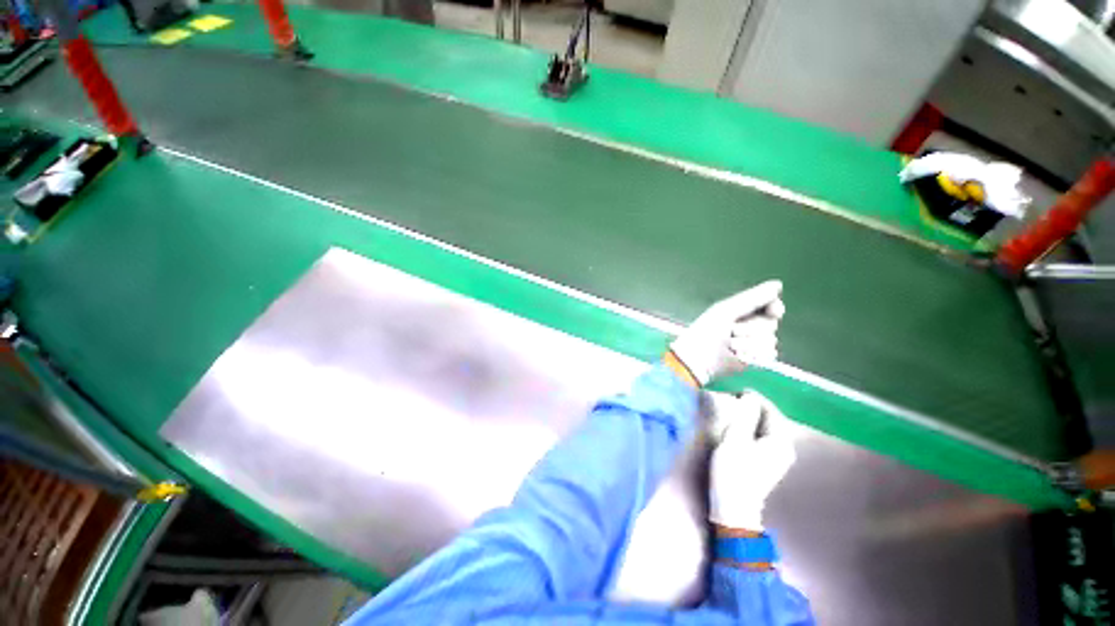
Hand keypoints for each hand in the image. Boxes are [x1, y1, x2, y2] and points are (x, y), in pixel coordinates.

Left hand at [669, 281, 783, 385]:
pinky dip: (753, 354)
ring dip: (748, 343)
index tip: (774, 311)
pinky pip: (769, 354)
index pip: (771, 305)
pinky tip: (738, 355)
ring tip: (730, 345)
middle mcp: (752, 325)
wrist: (699, 358)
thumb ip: (752, 298)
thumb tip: (778, 284)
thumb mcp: (727, 310)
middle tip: (731, 331)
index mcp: (743, 311)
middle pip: (771, 323)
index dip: (775, 308)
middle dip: (751, 328)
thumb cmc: (707, 331)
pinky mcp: (755, 359)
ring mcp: (755, 343)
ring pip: (770, 340)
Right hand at [707, 391, 795, 531]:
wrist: (733, 506)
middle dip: (752, 408)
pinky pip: (761, 437)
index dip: (754, 398)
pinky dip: (750, 429)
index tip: (735, 392)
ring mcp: (777, 458)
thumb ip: (745, 415)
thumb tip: (750, 396)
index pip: (771, 410)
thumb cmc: (734, 470)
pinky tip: (737, 429)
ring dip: (750, 418)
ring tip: (732, 412)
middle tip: (732, 400)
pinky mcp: (767, 463)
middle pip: (769, 419)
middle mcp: (784, 448)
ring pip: (764, 428)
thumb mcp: (736, 438)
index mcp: (781, 441)